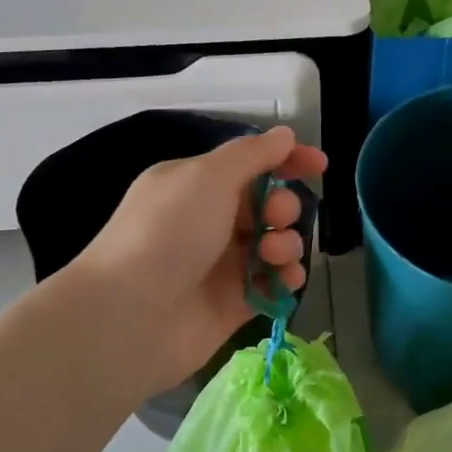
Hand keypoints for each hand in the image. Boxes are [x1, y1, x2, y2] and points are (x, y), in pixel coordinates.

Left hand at [70, 126, 327, 393]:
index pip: (251, 163)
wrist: (131, 316)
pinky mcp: (235, 302)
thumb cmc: (168, 233)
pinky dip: (286, 278)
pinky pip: (274, 283)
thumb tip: (285, 135)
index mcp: (196, 184)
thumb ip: (252, 154)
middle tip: (274, 215)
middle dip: (284, 205)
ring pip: (276, 243)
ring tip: (273, 253)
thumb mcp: (207, 177)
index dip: (287, 160)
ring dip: (287, 242)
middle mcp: (210, 221)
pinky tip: (286, 279)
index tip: (319, 166)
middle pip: (268, 204)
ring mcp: (223, 264)